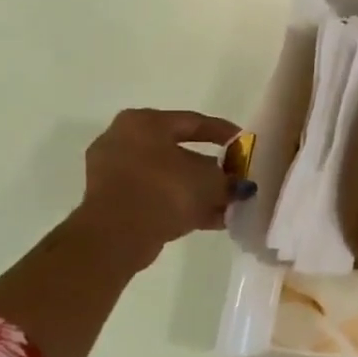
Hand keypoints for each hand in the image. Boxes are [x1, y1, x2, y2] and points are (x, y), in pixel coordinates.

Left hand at [70, 108, 246, 271]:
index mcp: (145, 123)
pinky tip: (212, 219)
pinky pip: (156, 196)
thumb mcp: (211, 180)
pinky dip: (182, 205)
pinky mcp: (113, 201)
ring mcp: (114, 172)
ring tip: (228, 205)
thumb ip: (229, 179)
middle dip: (211, 169)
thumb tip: (239, 185)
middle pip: (179, 152)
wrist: (118, 234)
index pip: (193, 122)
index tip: (244, 143)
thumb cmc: (166, 190)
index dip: (224, 132)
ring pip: (168, 178)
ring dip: (198, 191)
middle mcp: (124, 140)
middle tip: (236, 178)